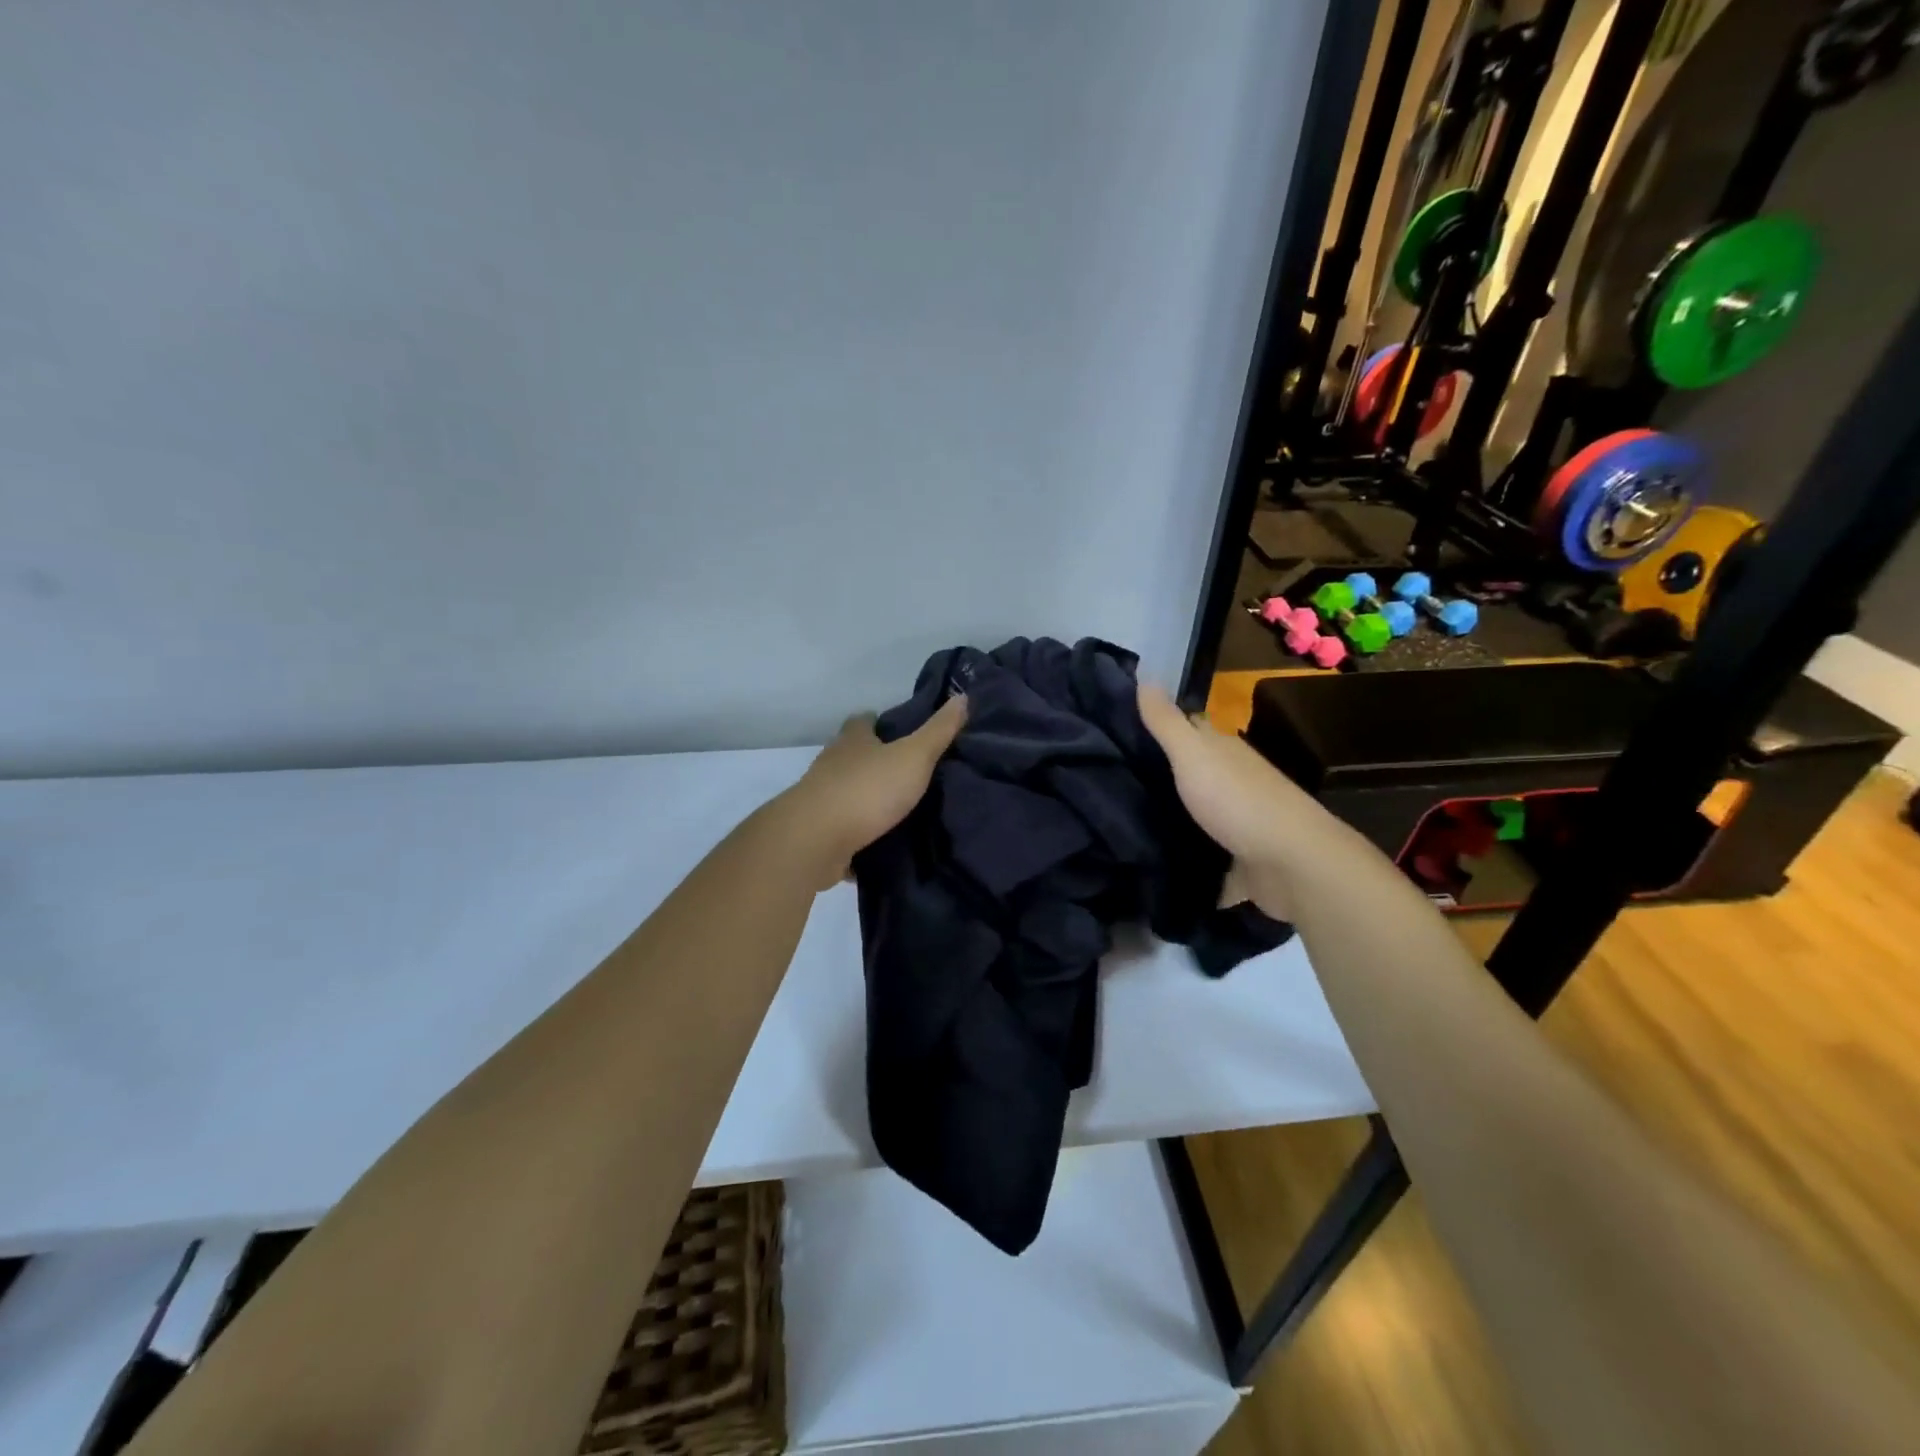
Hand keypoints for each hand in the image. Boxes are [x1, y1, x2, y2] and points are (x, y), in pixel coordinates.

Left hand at [779, 696, 967, 886]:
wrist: (815, 841)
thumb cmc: (867, 790)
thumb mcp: (913, 756)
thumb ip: (938, 731)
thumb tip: (963, 696)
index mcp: (852, 741)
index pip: (862, 721)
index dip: (878, 721)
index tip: (899, 729)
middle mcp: (831, 765)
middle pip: (852, 756)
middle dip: (874, 762)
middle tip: (907, 772)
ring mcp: (821, 800)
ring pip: (847, 793)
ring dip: (866, 800)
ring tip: (899, 811)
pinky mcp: (818, 833)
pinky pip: (842, 831)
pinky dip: (857, 836)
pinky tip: (879, 845)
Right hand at [1137, 683, 1342, 918]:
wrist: (1289, 865)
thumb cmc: (1239, 800)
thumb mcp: (1194, 754)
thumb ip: (1167, 722)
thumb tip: (1144, 675)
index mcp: (1223, 751)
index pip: (1188, 728)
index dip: (1157, 724)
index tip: (1117, 727)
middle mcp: (1230, 780)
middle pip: (1189, 770)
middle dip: (1154, 772)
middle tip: (1104, 774)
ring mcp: (1234, 821)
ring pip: (1192, 810)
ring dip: (1165, 812)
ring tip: (1117, 816)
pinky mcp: (1233, 858)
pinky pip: (1198, 850)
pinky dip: (1179, 851)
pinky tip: (1148, 854)